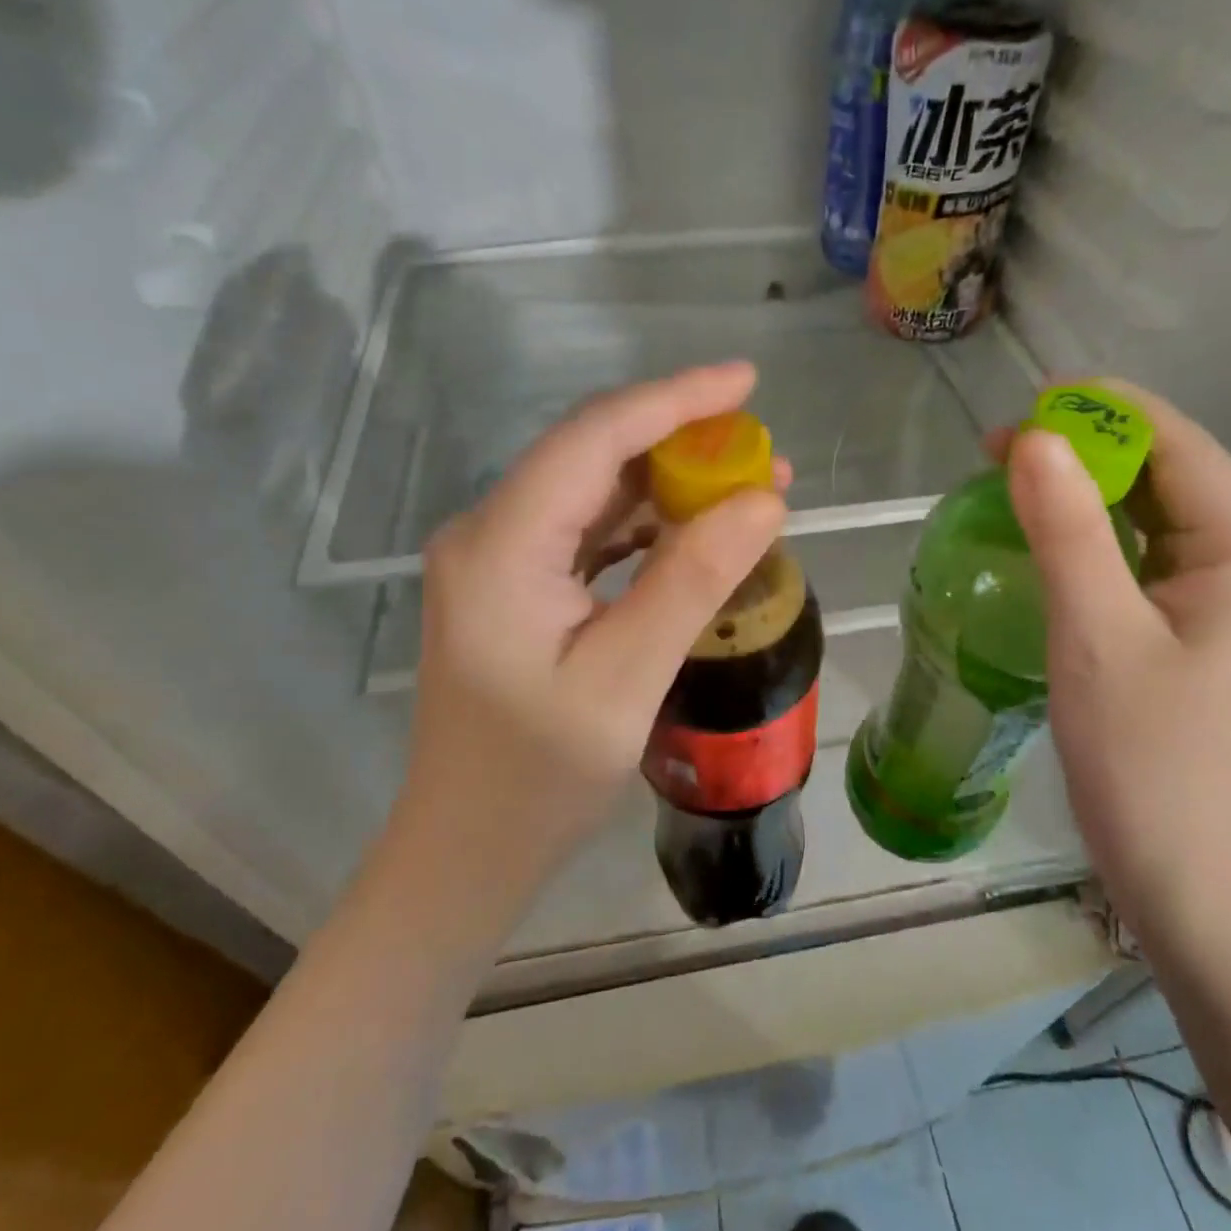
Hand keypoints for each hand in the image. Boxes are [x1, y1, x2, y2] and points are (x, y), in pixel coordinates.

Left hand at [388, 363, 787, 915]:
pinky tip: (698, 531)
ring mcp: (499, 557)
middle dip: (680, 441)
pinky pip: (590, 531)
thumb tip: (763, 501)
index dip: (673, 400)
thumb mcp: (625, 681)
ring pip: (595, 491)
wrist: (467, 849)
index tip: (745, 381)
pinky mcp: (517, 583)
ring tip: (749, 488)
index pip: (592, 439)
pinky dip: (647, 523)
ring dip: (670, 483)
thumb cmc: (538, 779)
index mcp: (499, 546)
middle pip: (592, 456)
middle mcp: (488, 533)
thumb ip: (691, 583)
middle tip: (761, 449)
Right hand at [1000, 381, 1230, 933]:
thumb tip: (1032, 440)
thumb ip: (1067, 532)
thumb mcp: (1096, 632)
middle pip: (1165, 472)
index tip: (1033, 400)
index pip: (1181, 449)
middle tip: (1005, 442)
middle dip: (1090, 445)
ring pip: (1145, 509)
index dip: (1110, 412)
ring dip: (1082, 483)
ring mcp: (1207, 594)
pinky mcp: (1174, 621)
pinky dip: (1084, 525)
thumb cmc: (1141, 751)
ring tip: (1012, 470)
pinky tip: (1040, 526)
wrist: (1170, 859)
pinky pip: (1131, 548)